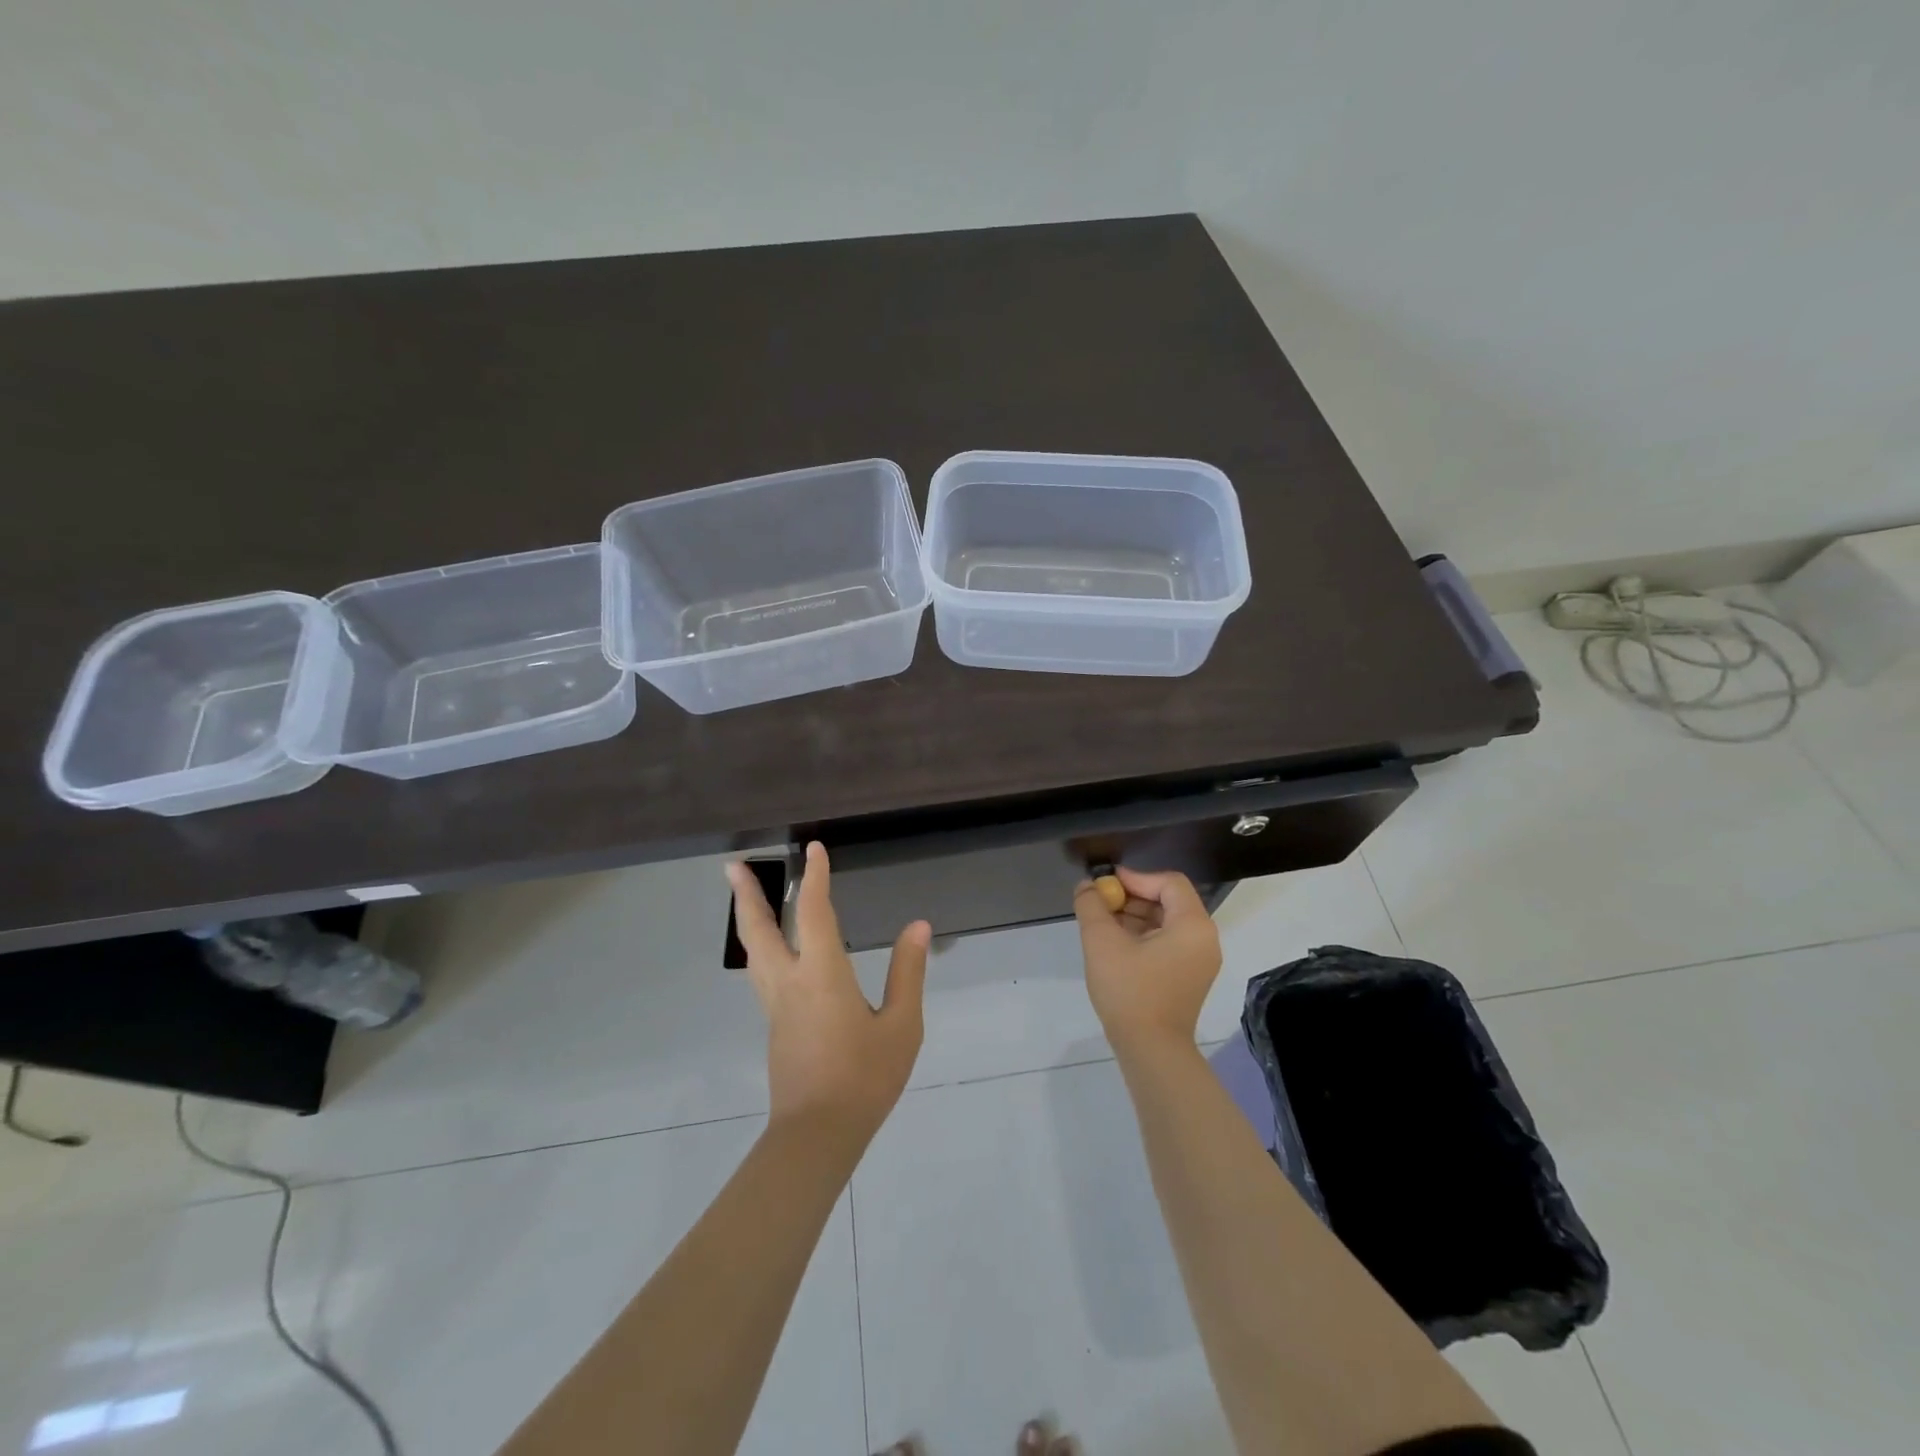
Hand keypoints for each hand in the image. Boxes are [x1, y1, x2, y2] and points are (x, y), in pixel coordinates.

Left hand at [727, 842, 930, 1143]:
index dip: (815, 878)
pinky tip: (772, 951)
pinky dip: (761, 947)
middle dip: (747, 895)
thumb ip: (907, 973)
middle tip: (733, 867)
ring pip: (754, 953)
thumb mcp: (901, 1026)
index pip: (814, 912)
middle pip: (759, 930)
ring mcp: (776, 1007)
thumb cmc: (864, 1078)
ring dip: (748, 919)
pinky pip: (762, 973)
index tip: (815, 849)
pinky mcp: (775, 1027)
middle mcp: (790, 982)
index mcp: (821, 975)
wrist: (817, 1135)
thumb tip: (918, 927)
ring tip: (744, 898)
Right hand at [1073, 866, 1220, 1055]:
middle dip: (1132, 898)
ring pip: (1166, 923)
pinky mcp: (1189, 978)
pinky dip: (1142, 937)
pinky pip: (1167, 943)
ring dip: (1134, 917)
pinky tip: (1115, 946)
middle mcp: (1204, 939)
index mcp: (1193, 925)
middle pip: (1169, 901)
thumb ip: (1092, 906)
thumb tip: (1087, 886)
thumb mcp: (1102, 942)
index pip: (1169, 882)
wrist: (1150, 1050)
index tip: (1106, 886)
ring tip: (1102, 925)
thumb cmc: (1130, 990)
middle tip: (1100, 904)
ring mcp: (1199, 961)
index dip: (1136, 878)